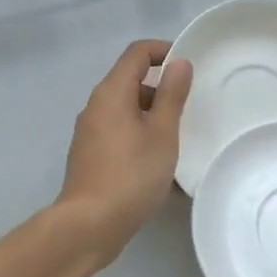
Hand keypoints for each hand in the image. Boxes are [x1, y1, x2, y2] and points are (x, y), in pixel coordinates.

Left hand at [57, 40, 192, 266]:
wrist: (88, 226)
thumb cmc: (131, 174)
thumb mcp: (162, 133)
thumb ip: (172, 95)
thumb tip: (179, 63)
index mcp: (112, 92)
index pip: (137, 52)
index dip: (164, 50)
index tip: (188, 67)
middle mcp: (96, 105)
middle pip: (130, 79)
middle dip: (160, 87)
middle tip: (188, 105)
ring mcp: (89, 131)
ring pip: (125, 108)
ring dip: (151, 114)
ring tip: (177, 137)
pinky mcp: (89, 155)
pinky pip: (119, 131)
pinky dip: (139, 135)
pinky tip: (157, 162)